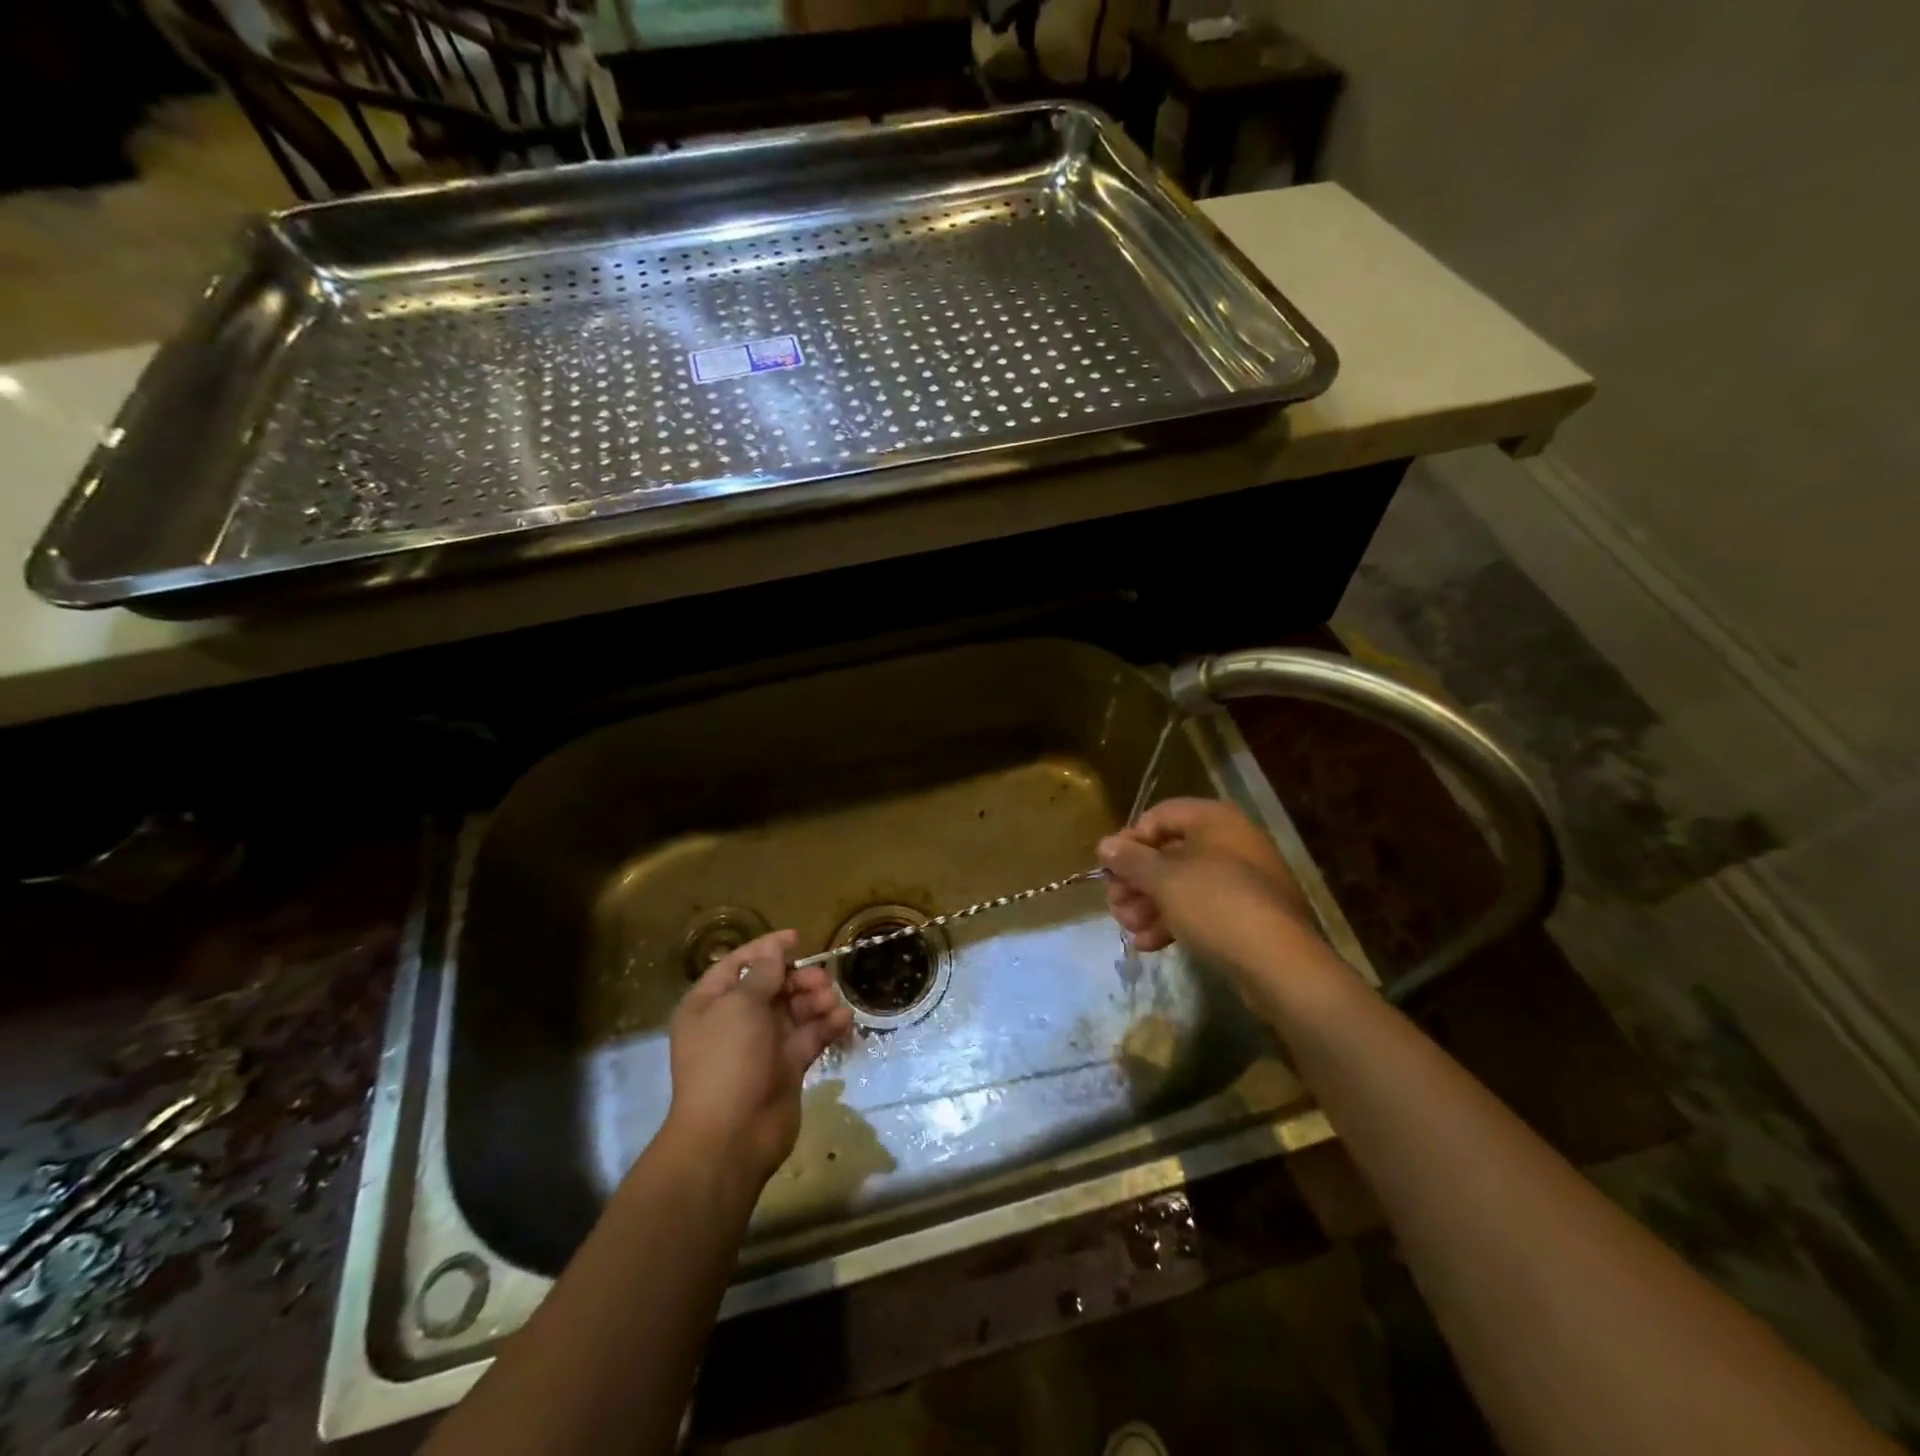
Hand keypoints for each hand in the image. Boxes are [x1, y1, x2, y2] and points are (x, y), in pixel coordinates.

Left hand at [662, 929, 853, 1191]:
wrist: (731, 1136)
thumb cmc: (727, 1061)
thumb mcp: (741, 1006)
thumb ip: (763, 973)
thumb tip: (775, 948)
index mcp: (710, 1004)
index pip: (739, 964)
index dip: (767, 949)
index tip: (798, 939)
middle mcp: (734, 1021)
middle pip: (772, 986)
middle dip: (799, 979)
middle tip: (821, 981)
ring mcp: (761, 1046)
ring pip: (794, 1010)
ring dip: (816, 1001)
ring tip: (832, 1003)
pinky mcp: (786, 1067)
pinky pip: (809, 1037)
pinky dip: (826, 1026)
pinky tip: (843, 1020)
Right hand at [1098, 798, 1317, 978]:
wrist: (1280, 965)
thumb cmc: (1217, 905)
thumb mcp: (1165, 880)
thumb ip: (1131, 860)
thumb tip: (1105, 845)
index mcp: (1215, 821)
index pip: (1160, 816)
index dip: (1131, 840)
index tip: (1110, 869)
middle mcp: (1230, 843)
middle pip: (1169, 853)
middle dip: (1136, 880)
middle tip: (1114, 903)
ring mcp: (1241, 881)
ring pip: (1182, 884)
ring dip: (1149, 904)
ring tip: (1128, 928)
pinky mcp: (1246, 916)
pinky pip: (1201, 909)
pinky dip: (1173, 921)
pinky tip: (1148, 943)